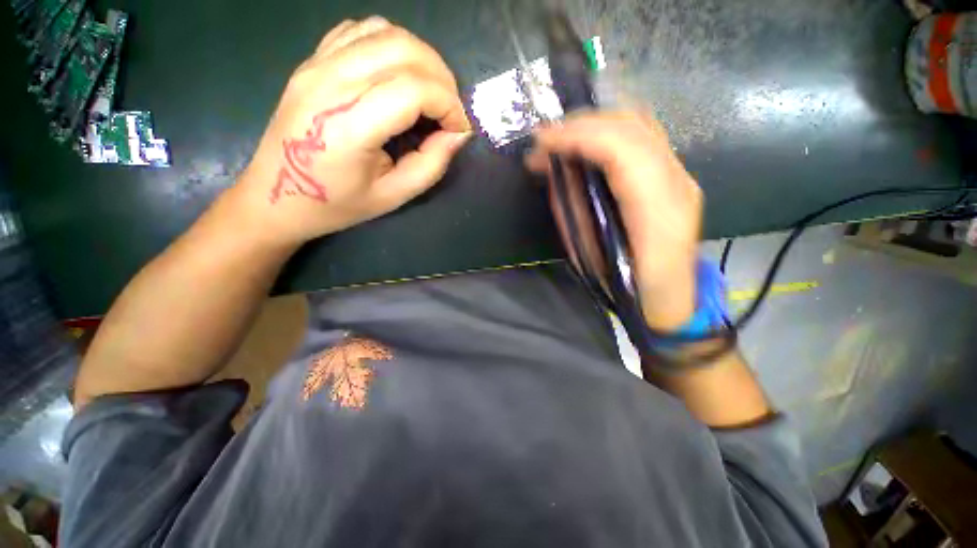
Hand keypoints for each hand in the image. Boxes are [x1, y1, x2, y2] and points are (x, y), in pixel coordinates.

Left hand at [234, 17, 471, 246]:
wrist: (278, 195)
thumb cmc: (338, 204)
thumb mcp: (394, 196)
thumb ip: (432, 164)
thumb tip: (458, 134)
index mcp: (350, 125)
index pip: (415, 89)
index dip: (449, 106)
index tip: (459, 130)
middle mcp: (331, 82)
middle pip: (405, 49)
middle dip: (442, 79)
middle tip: (450, 111)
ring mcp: (317, 64)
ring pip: (385, 32)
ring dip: (421, 58)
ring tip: (430, 93)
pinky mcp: (312, 60)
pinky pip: (360, 31)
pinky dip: (392, 45)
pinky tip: (399, 75)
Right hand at [526, 111, 702, 329]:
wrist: (670, 298)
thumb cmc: (625, 287)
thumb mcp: (588, 256)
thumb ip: (572, 209)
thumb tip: (555, 171)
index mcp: (658, 213)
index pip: (622, 151)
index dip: (578, 137)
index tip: (540, 141)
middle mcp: (678, 184)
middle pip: (632, 127)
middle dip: (580, 124)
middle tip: (544, 139)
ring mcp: (682, 176)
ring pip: (640, 124)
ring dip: (593, 124)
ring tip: (560, 138)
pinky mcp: (676, 175)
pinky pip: (642, 136)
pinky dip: (608, 132)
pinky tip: (585, 143)